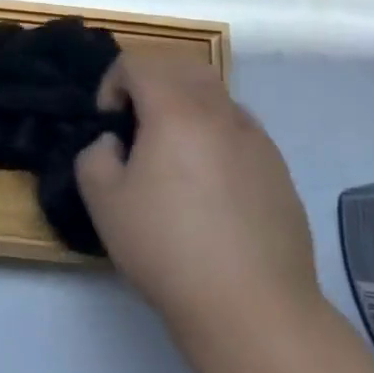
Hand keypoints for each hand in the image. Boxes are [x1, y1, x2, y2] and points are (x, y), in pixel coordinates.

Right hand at [75, 54, 323, 344]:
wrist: (253, 308)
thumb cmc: (169, 249)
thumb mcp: (104, 204)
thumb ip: (95, 156)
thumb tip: (114, 143)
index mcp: (176, 110)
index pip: (139, 63)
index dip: (113, 82)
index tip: (108, 123)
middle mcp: (220, 112)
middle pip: (182, 66)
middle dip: (152, 81)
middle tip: (136, 122)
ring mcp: (256, 139)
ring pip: (216, 95)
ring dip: (187, 105)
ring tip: (173, 152)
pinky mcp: (278, 169)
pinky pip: (240, 130)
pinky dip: (216, 134)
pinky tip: (209, 184)